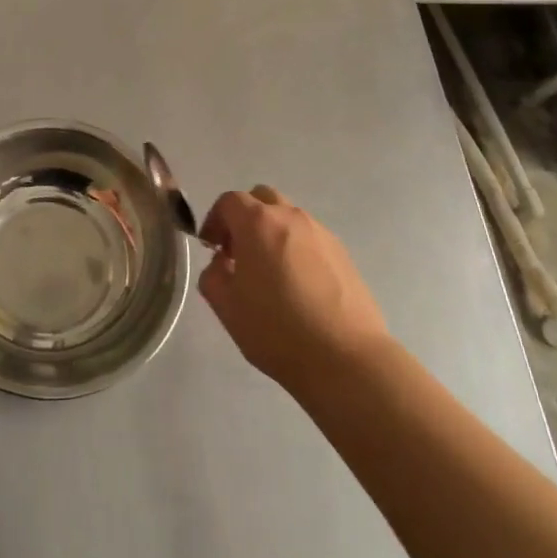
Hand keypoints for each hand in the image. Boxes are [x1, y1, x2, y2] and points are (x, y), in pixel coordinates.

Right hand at [198, 186, 390, 393]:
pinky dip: (296, 249)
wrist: (346, 358)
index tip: (211, 248)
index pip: (229, 201)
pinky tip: (298, 286)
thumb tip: (222, 263)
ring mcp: (321, 233)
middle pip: (262, 199)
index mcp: (258, 223)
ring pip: (288, 218)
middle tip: (239, 252)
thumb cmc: (277, 329)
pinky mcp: (343, 253)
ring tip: (270, 273)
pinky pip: (310, 238)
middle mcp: (291, 217)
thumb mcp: (226, 307)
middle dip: (245, 218)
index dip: (214, 220)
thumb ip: (213, 275)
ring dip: (272, 233)